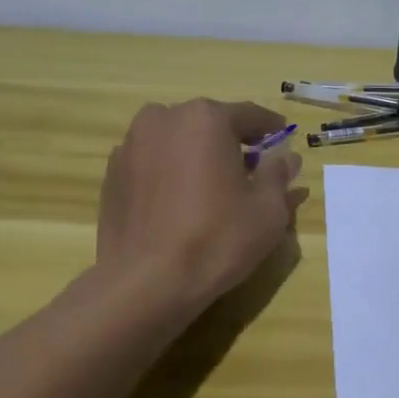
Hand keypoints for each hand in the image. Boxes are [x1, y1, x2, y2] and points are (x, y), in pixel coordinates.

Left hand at [97, 99, 305, 311]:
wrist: (145, 283)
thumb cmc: (217, 239)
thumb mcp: (268, 209)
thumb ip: (278, 175)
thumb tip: (286, 157)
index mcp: (205, 118)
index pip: (249, 114)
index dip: (271, 128)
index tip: (283, 139)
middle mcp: (163, 119)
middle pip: (208, 125)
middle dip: (231, 143)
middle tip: (251, 169)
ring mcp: (131, 146)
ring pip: (177, 142)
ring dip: (197, 156)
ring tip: (213, 188)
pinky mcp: (112, 175)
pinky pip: (153, 163)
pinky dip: (171, 173)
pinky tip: (181, 204)